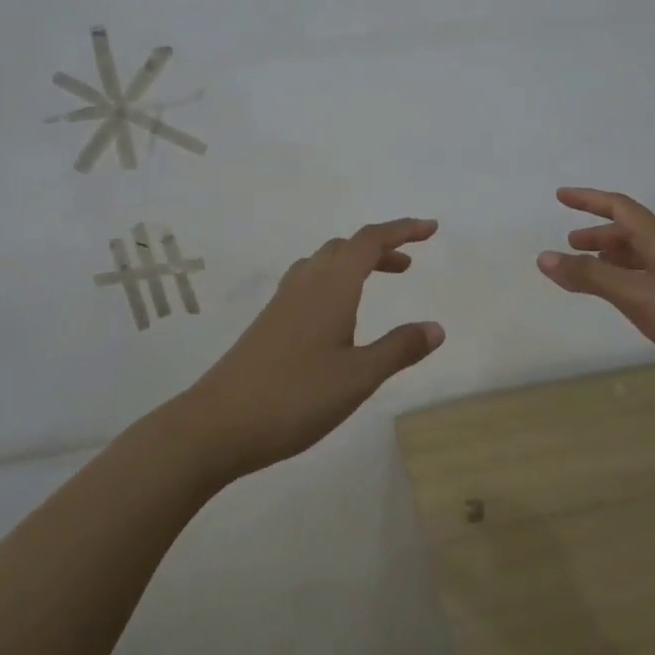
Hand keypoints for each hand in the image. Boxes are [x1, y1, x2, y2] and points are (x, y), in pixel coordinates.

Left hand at [182, 218, 445, 480]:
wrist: (218, 424)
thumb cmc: (296, 397)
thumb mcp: (359, 377)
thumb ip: (399, 349)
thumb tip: (436, 327)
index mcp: (331, 287)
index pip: (369, 241)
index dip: (401, 230)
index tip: (430, 230)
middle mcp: (305, 284)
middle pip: (345, 247)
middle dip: (380, 248)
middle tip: (408, 266)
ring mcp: (282, 303)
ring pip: (322, 263)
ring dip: (354, 264)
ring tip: (377, 283)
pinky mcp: (268, 323)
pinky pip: (307, 283)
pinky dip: (334, 282)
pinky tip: (337, 316)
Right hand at [537, 188, 654, 383]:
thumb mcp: (635, 295)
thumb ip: (589, 277)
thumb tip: (544, 256)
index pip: (619, 208)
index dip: (589, 200)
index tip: (560, 196)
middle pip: (631, 232)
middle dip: (599, 233)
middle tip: (570, 243)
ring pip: (642, 257)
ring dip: (613, 258)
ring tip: (590, 270)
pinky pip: (651, 280)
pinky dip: (628, 281)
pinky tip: (625, 301)